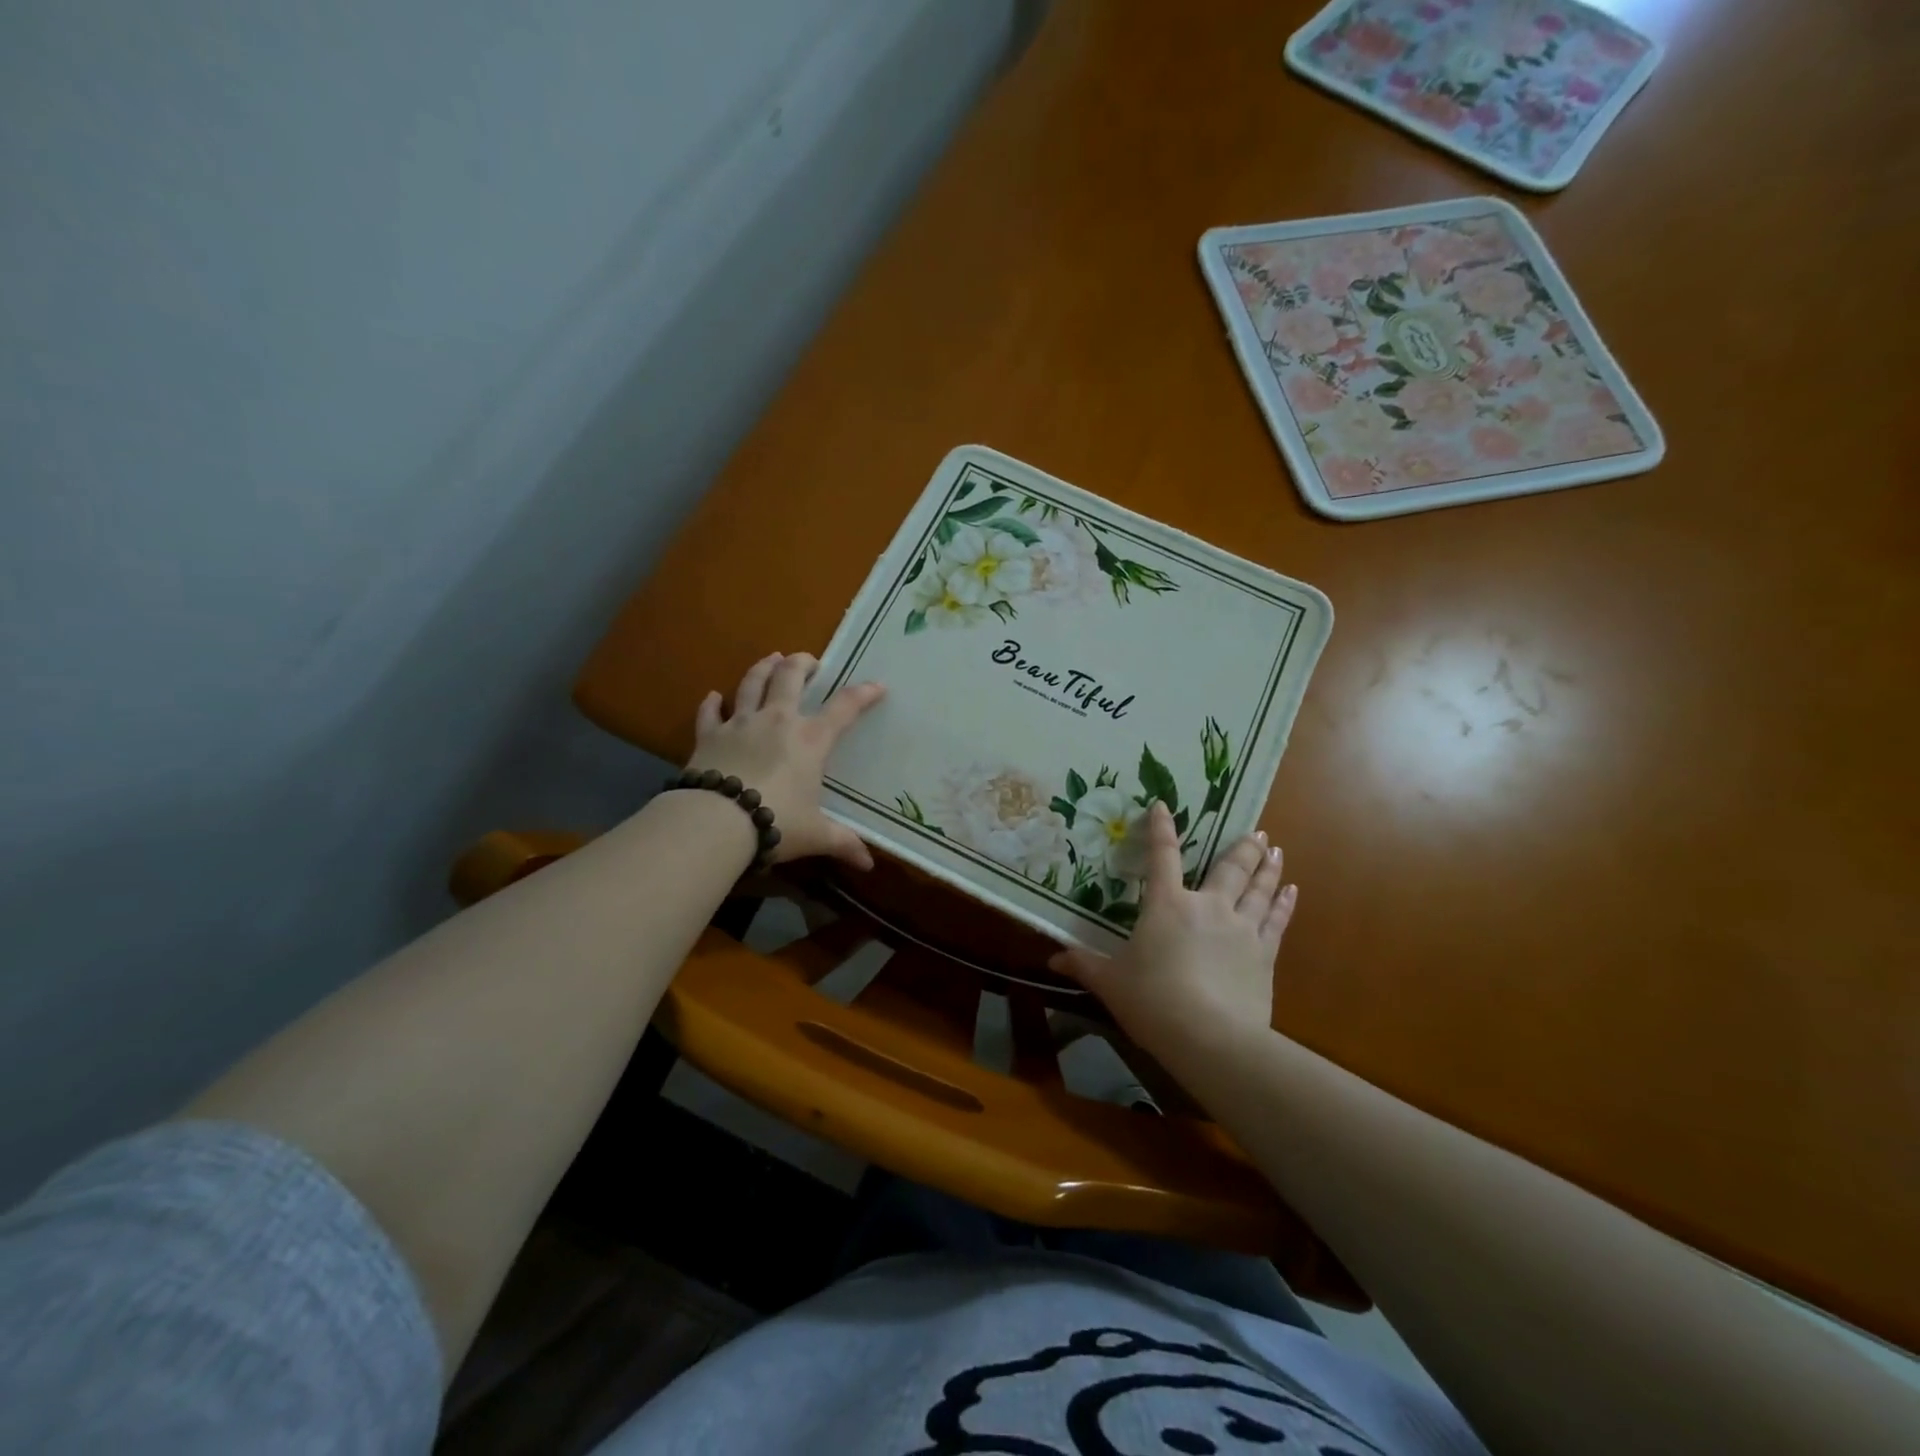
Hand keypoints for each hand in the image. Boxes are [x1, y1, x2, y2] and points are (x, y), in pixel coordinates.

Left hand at [686, 652, 885, 869]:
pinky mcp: (709, 735)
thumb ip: (842, 843)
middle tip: (809, 660)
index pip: (844, 708)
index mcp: (810, 740)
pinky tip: (712, 696)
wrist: (716, 821)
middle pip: (790, 678)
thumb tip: (869, 864)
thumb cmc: (776, 822)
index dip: (863, 694)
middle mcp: (777, 721)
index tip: (877, 686)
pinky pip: (710, 713)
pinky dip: (712, 703)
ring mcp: (740, 723)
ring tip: (771, 658)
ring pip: (751, 683)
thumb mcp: (815, 835)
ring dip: (763, 668)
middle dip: (802, 664)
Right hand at [1050, 801, 1296, 1055]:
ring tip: (1275, 848)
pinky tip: (1292, 891)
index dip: (1162, 829)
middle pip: (1229, 868)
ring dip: (1268, 867)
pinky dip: (1284, 904)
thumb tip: (1053, 959)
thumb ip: (1084, 964)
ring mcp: (1241, 929)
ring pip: (1259, 889)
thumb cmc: (1151, 1001)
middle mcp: (1208, 906)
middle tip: (1257, 830)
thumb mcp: (1110, 982)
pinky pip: (1277, 921)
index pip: (1162, 856)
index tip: (1164, 806)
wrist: (1208, 1036)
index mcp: (1167, 905)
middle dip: (1242, 847)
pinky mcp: (1264, 955)